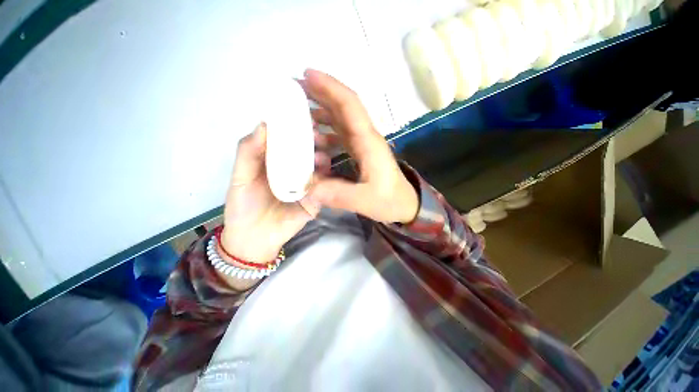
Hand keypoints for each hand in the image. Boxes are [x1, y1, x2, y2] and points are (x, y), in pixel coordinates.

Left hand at [221, 123, 319, 267]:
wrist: (254, 238)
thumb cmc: (244, 206)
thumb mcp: (240, 177)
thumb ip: (248, 152)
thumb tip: (264, 124)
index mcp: (276, 162)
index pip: (288, 141)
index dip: (295, 127)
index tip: (303, 116)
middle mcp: (294, 170)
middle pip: (307, 152)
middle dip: (313, 140)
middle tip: (316, 134)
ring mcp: (307, 185)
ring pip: (319, 167)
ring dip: (322, 156)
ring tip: (321, 150)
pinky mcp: (316, 198)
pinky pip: (323, 185)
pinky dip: (326, 175)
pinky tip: (324, 167)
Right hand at [302, 69, 419, 223]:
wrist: (405, 205)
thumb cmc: (389, 200)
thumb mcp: (364, 200)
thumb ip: (337, 194)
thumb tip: (306, 187)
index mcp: (368, 142)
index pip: (350, 105)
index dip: (330, 87)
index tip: (307, 75)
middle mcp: (366, 137)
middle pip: (344, 106)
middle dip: (321, 93)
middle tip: (294, 88)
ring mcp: (363, 144)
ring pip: (341, 119)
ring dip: (321, 112)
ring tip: (299, 113)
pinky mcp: (360, 152)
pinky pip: (341, 135)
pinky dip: (326, 132)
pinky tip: (314, 139)